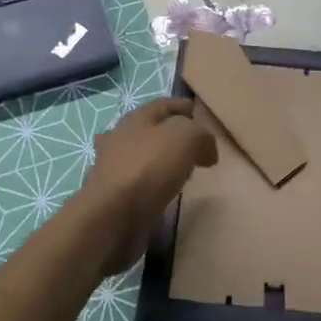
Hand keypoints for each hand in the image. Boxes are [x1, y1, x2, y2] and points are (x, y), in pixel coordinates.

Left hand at [76, 98, 217, 275]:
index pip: (163, 105)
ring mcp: (114, 169)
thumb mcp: (186, 138)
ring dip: (163, 162)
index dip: (182, 106)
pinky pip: (141, 184)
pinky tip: (168, 193)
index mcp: (135, 119)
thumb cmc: (149, 167)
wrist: (113, 215)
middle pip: (151, 131)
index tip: (199, 113)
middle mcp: (120, 139)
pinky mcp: (114, 196)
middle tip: (197, 148)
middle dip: (173, 135)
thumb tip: (206, 150)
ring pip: (144, 158)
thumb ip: (201, 136)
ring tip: (186, 172)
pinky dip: (156, 185)